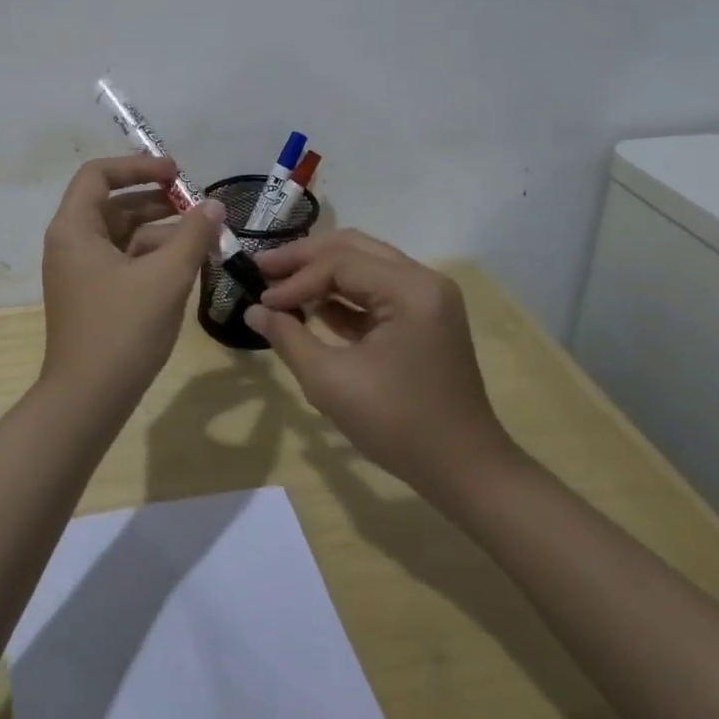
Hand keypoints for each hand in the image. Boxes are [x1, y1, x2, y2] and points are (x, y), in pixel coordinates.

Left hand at [40, 156, 224, 403]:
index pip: (99, 174)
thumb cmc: (122, 330)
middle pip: (114, 204)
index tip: (175, 174)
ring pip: (123, 235)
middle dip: (157, 203)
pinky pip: (124, 261)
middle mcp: (71, 244)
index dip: (138, 166)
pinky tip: (186, 268)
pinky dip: (152, 258)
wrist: (87, 401)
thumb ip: (193, 235)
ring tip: (202, 241)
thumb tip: (213, 204)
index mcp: (74, 229)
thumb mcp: (166, 277)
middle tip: (197, 209)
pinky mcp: (93, 296)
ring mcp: (81, 272)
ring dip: (161, 233)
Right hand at [244, 230, 517, 501]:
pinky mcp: (424, 316)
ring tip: (279, 284)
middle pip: (352, 248)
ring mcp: (427, 297)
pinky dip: (341, 294)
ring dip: (321, 273)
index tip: (261, 299)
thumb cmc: (398, 425)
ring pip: (363, 264)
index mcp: (410, 289)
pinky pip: (375, 289)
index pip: (339, 263)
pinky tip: (309, 306)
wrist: (464, 470)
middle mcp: (423, 280)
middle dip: (304, 259)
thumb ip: (288, 337)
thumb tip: (253, 310)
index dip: (295, 279)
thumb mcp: (331, 381)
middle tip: (262, 268)